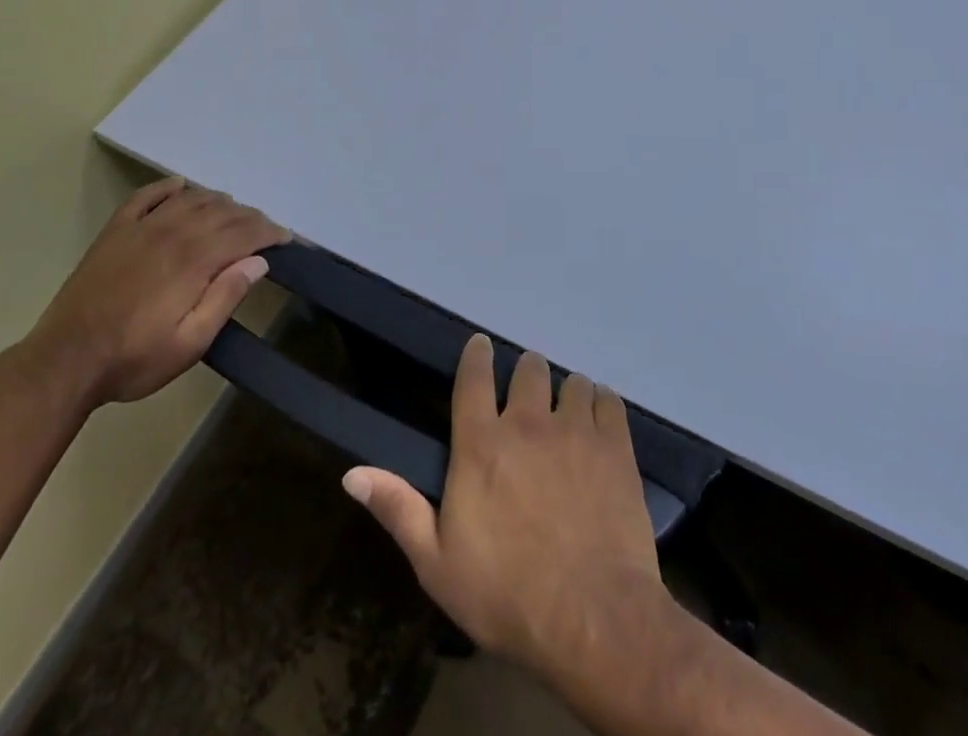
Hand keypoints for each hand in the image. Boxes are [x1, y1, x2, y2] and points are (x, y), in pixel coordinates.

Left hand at [24, 178, 284, 407]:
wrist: (64, 361)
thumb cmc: (133, 358)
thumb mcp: (190, 343)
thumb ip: (225, 298)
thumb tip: (258, 262)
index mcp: (193, 260)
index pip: (243, 233)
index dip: (269, 232)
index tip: (285, 238)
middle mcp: (172, 232)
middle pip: (222, 212)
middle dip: (249, 217)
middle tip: (264, 229)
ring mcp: (141, 228)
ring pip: (190, 198)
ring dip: (217, 201)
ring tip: (232, 213)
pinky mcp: (115, 231)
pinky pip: (146, 196)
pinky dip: (168, 187)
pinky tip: (180, 187)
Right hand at [341, 335, 670, 679]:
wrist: (593, 621)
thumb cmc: (507, 595)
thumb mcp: (437, 563)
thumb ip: (398, 509)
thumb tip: (351, 474)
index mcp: (480, 444)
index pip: (474, 376)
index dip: (477, 355)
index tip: (481, 346)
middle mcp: (527, 423)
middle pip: (529, 369)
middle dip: (526, 376)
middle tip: (528, 399)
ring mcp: (575, 430)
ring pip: (571, 382)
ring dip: (566, 394)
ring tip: (567, 417)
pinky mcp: (615, 447)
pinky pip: (609, 401)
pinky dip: (602, 405)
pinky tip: (599, 425)